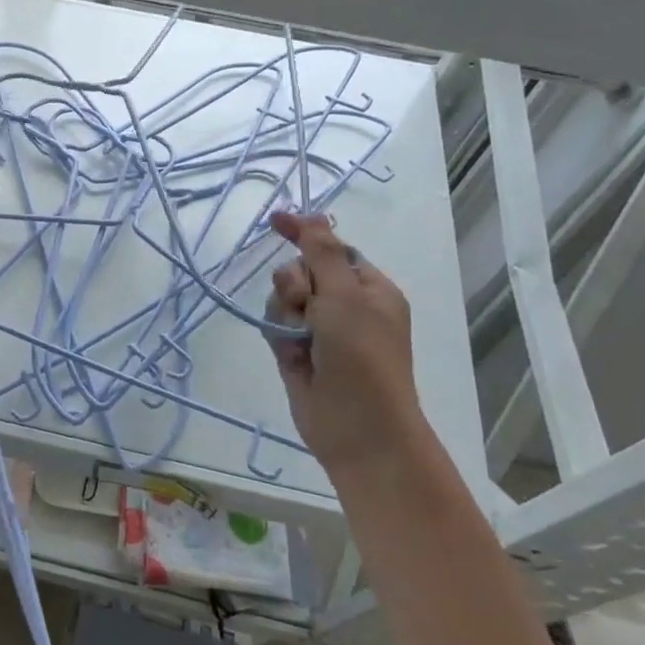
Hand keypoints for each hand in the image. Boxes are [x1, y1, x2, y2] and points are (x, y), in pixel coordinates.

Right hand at [266, 212, 422, 475]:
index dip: (305, 233)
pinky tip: (290, 353)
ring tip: (299, 338)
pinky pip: (275, 324)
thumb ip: (322, 252)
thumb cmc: (362, 356)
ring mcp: (320, 331)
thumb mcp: (345, 296)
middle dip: (295, 283)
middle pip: (301, 271)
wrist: (359, 429)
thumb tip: (313, 215)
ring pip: (283, 297)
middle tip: (305, 303)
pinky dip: (279, 333)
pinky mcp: (297, 352)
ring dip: (285, 311)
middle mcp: (345, 306)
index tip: (275, 221)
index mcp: (369, 289)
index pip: (332, 248)